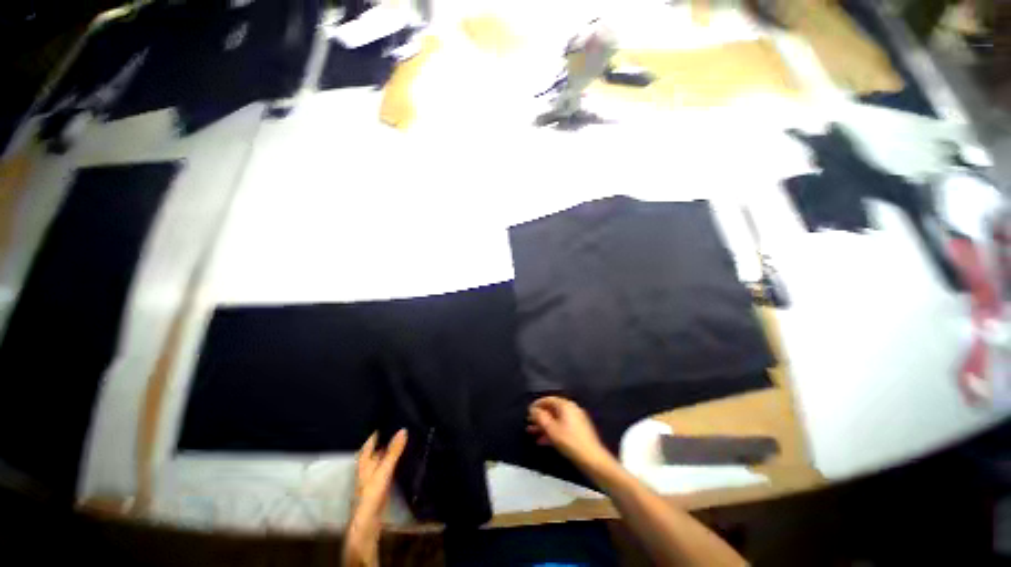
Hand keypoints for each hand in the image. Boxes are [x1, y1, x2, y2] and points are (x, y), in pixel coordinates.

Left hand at [343, 430, 406, 566]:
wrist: (369, 521)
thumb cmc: (372, 492)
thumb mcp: (384, 469)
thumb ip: (394, 451)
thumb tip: (404, 429)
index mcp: (364, 461)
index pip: (370, 442)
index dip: (378, 431)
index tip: (388, 419)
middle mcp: (368, 467)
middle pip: (377, 449)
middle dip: (387, 439)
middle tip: (402, 426)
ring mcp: (374, 476)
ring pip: (383, 458)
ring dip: (392, 450)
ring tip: (407, 438)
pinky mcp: (381, 484)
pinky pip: (389, 467)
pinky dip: (395, 461)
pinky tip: (404, 457)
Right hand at [527, 396, 613, 471]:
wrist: (592, 459)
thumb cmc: (570, 442)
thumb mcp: (551, 429)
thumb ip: (540, 417)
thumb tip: (533, 409)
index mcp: (566, 405)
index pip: (548, 399)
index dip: (537, 405)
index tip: (527, 411)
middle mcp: (572, 409)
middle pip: (552, 409)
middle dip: (539, 417)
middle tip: (528, 423)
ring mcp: (576, 420)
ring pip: (556, 419)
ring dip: (544, 425)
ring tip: (532, 433)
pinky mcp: (578, 431)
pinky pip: (562, 427)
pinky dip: (552, 431)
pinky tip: (543, 441)